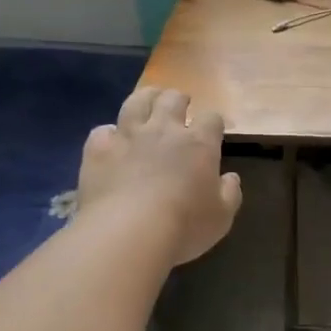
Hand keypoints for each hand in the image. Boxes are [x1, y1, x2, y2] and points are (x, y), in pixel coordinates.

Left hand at [76, 88, 242, 265]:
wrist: (128, 232)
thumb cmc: (184, 226)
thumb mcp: (221, 217)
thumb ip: (230, 193)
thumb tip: (231, 177)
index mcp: (199, 144)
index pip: (212, 119)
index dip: (214, 122)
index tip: (213, 129)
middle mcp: (164, 130)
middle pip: (172, 99)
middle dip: (178, 99)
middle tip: (180, 104)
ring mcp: (128, 136)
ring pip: (136, 102)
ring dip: (145, 98)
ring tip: (148, 101)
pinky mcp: (99, 150)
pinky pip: (102, 131)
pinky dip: (109, 133)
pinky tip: (111, 140)